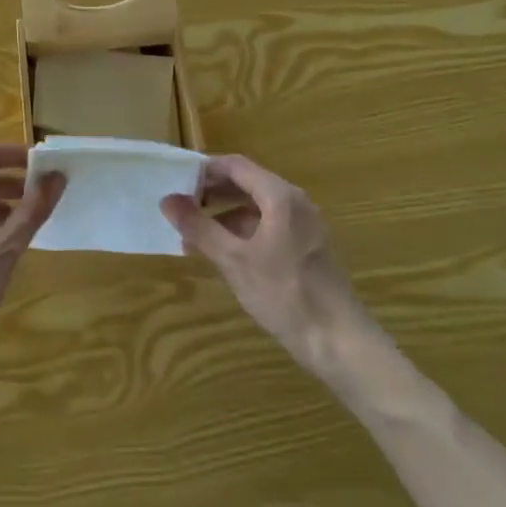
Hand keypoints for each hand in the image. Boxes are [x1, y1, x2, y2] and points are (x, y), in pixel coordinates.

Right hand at [161, 155, 365, 375]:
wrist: (337, 340)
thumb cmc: (284, 294)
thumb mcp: (234, 260)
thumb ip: (200, 227)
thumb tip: (167, 200)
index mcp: (280, 196)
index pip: (236, 166)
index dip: (204, 170)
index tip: (176, 182)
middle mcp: (294, 202)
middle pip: (247, 184)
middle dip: (212, 193)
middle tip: (180, 208)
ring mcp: (303, 225)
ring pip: (256, 207)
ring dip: (224, 215)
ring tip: (194, 235)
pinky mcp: (306, 247)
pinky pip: (268, 226)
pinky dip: (242, 232)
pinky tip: (222, 253)